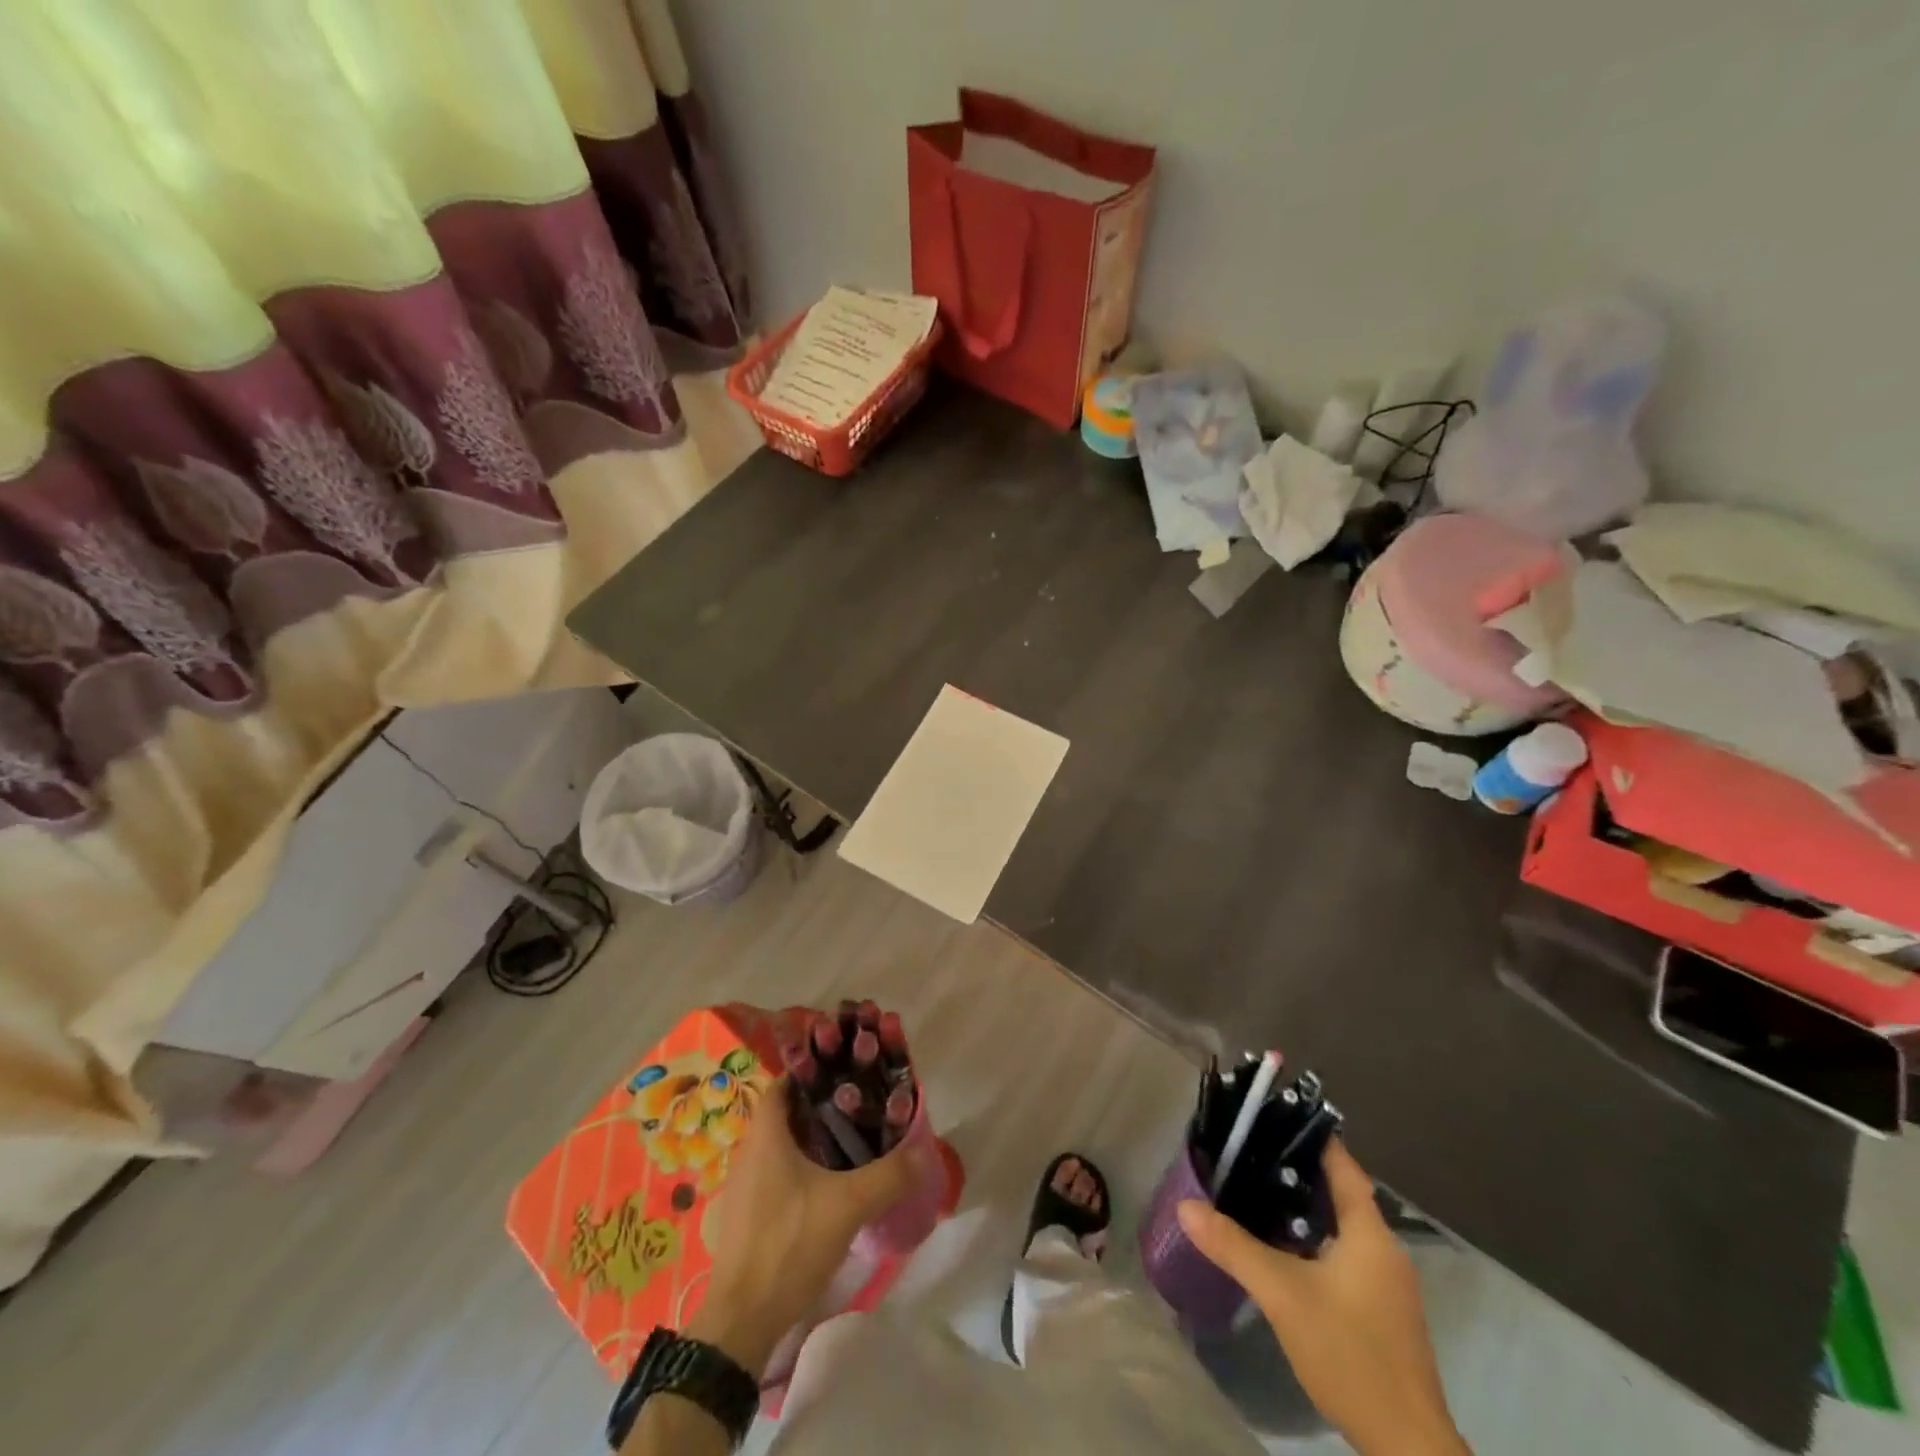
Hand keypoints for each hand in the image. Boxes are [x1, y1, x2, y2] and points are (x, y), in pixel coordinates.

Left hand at [688, 1078, 929, 1377]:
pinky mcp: (745, 1216)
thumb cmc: (789, 1245)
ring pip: (780, 1145)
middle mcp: (748, 1152)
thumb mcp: (848, 1206)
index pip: (784, 1083)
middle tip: (858, 1107)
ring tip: (850, 1143)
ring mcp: (743, 1186)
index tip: (845, 1072)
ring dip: (810, 1139)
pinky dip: (800, 1168)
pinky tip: (827, 1187)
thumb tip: (925, 1152)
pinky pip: (775, 1174)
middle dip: (819, 1106)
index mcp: (766, 1135)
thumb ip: (889, 1175)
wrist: (741, 1322)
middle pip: (785, 1113)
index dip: (812, 1072)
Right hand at [1178, 1141, 1468, 1455]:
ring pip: (1341, 1226)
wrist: (1408, 1450)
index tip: (1269, 1115)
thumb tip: (1185, 1204)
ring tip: (1254, 1192)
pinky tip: (1280, 1249)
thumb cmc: (1351, 1355)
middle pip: (1340, 1192)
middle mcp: (1384, 1249)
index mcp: (1370, 1233)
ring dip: (1303, 1208)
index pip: (1342, 1164)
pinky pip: (1344, 1255)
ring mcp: (1387, 1283)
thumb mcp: (1284, 1295)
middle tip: (1248, 1152)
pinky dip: (1313, 1240)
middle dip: (1295, 1170)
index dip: (1309, 1136)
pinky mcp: (1382, 1312)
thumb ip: (1234, 1246)